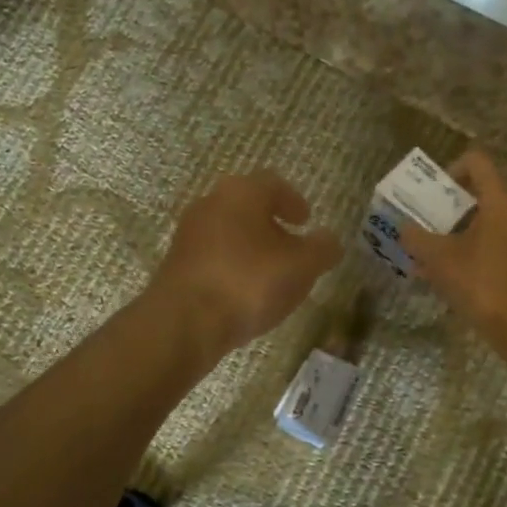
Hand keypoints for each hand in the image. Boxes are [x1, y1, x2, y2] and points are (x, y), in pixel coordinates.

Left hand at [148, 171, 342, 361]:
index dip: (293, 201)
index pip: (272, 184)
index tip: (306, 221)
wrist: (185, 322)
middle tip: (290, 246)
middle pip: (246, 206)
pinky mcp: (176, 265)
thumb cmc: (249, 282)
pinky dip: (231, 267)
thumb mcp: (302, 266)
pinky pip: (212, 258)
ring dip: (250, 247)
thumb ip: (322, 249)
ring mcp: (188, 235)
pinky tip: (243, 293)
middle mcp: (210, 204)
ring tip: (270, 275)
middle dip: (270, 224)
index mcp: (241, 192)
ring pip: (228, 232)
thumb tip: (330, 240)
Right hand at [402, 151, 506, 343]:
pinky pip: (501, 239)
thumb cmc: (479, 283)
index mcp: (502, 200)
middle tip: (428, 224)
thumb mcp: (438, 259)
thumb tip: (403, 228)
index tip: (433, 194)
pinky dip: (478, 246)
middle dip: (452, 206)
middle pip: (483, 191)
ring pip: (491, 219)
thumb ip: (416, 237)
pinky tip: (456, 272)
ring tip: (437, 253)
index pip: (477, 162)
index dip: (450, 169)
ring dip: (462, 229)